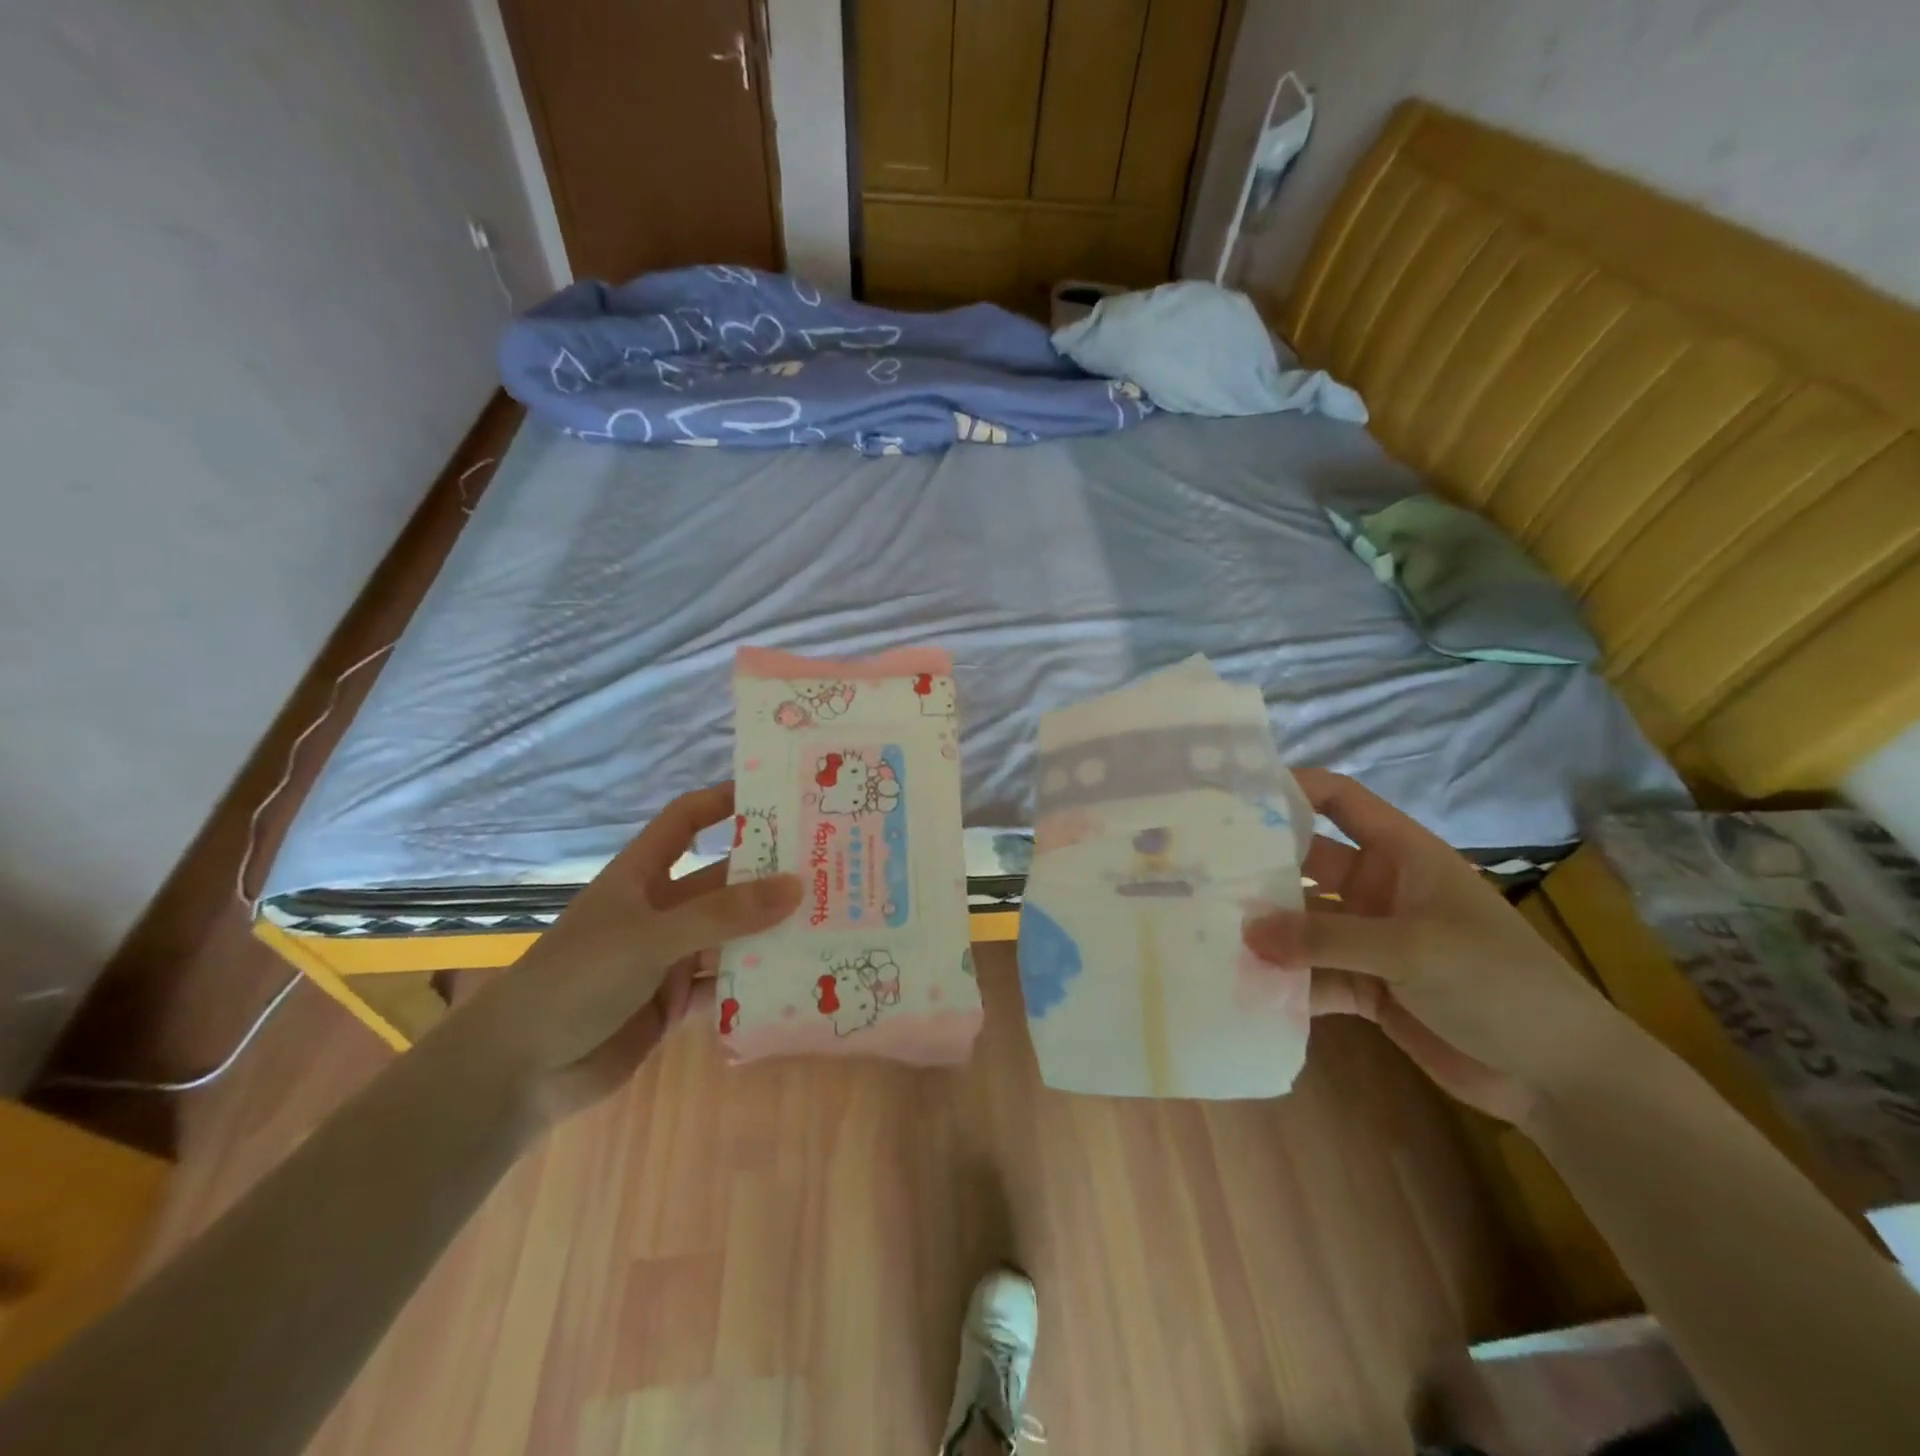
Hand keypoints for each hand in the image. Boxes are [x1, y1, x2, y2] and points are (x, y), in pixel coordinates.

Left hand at [470, 783, 799, 1124]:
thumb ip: (723, 915)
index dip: (723, 803)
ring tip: (827, 921)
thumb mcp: (650, 937)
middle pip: (721, 881)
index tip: (776, 797)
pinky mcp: (674, 1002)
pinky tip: (798, 977)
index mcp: (641, 876)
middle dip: (767, 875)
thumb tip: (796, 885)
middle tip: (827, 868)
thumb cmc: (576, 980)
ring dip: (768, 931)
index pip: (685, 821)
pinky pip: (725, 984)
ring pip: (730, 935)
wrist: (519, 1071)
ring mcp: (668, 957)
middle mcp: (659, 910)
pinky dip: (755, 982)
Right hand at [1245, 769, 1638, 1125]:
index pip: (1341, 801)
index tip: (1234, 793)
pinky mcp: (1366, 986)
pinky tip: (1245, 988)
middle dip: (1260, 868)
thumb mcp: (1411, 949)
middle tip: (1198, 871)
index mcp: (1402, 856)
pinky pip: (1313, 974)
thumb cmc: (1498, 983)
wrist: (1560, 1076)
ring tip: (1206, 931)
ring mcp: (1370, 939)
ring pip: (1303, 924)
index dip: (1294, 788)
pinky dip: (1285, 982)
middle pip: (1307, 863)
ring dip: (1266, 931)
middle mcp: (1379, 889)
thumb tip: (1244, 932)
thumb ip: (1324, 939)